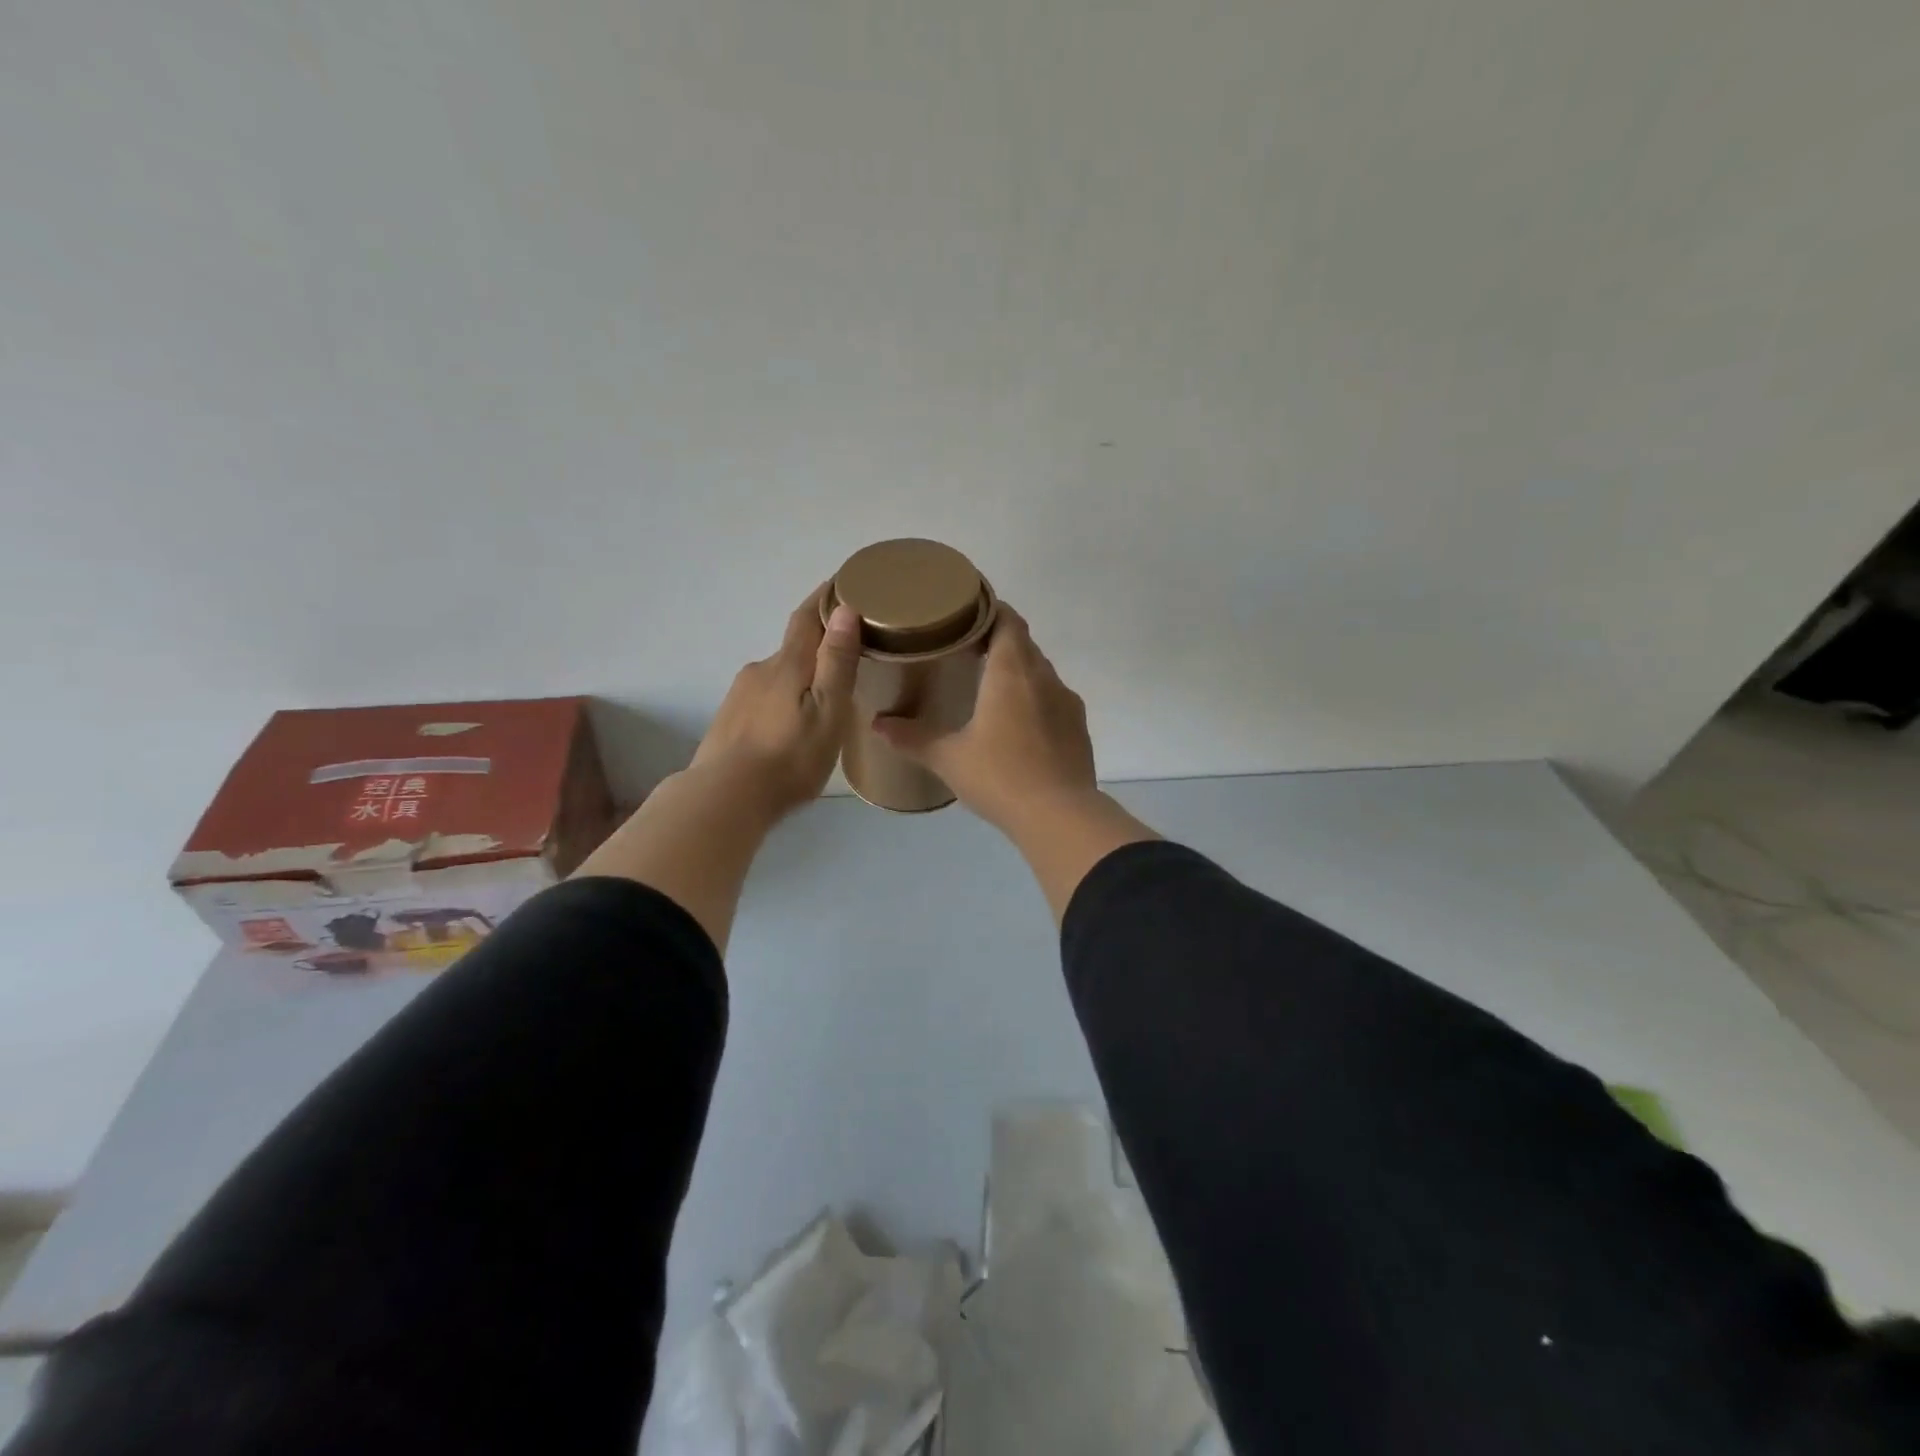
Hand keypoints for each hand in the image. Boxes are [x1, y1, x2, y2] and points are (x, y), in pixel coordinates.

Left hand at [690, 591, 862, 822]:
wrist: (725, 798)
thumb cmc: (789, 756)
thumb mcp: (828, 710)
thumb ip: (836, 661)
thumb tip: (845, 609)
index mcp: (788, 664)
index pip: (807, 617)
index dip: (824, 598)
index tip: (842, 583)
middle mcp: (760, 670)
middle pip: (793, 648)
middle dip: (818, 647)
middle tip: (848, 659)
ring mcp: (739, 695)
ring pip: (778, 677)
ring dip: (799, 679)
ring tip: (822, 701)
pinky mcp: (729, 720)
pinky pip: (763, 699)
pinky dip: (782, 701)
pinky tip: (790, 727)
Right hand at [873, 605, 1097, 832]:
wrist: (1060, 816)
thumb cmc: (1000, 777)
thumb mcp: (949, 758)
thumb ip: (912, 738)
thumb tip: (878, 724)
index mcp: (1013, 672)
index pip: (1007, 620)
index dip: (989, 610)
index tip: (965, 614)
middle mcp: (1044, 677)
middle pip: (1023, 643)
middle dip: (998, 640)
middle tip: (966, 650)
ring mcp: (1067, 702)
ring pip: (1041, 672)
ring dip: (1018, 671)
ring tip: (989, 687)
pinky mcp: (1079, 727)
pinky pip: (1054, 699)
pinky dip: (1034, 699)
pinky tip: (1017, 724)